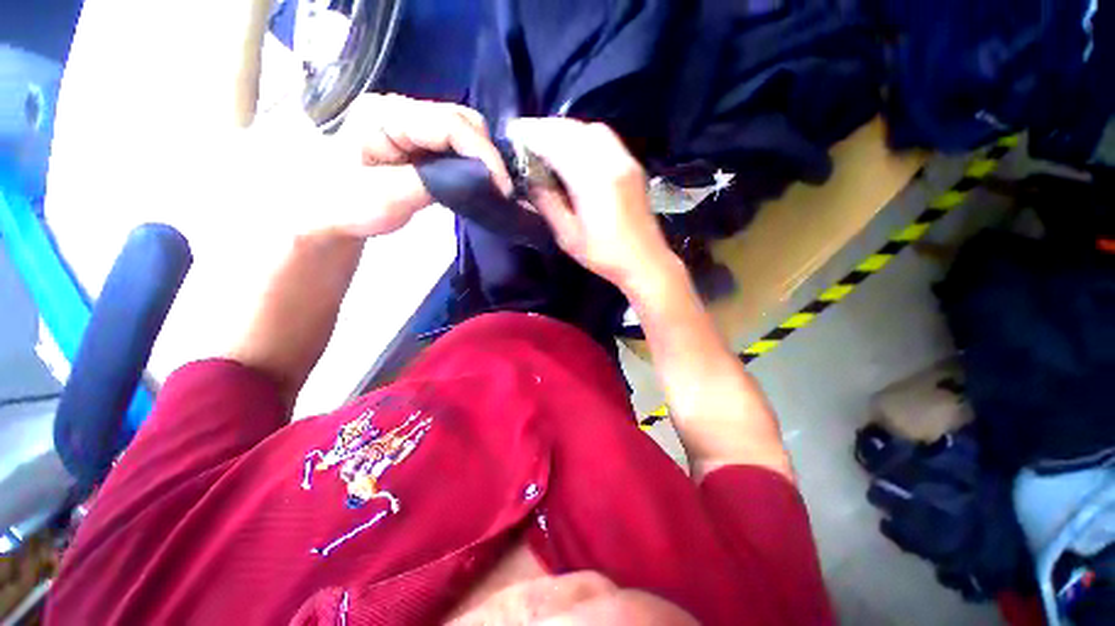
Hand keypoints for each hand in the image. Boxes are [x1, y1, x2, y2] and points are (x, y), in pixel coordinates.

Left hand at [250, 94, 511, 238]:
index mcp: (385, 115)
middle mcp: (401, 111)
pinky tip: (480, 184)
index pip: (448, 123)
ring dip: (484, 160)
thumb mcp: (388, 198)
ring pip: (464, 134)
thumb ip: (434, 183)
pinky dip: (475, 166)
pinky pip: (457, 149)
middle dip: (487, 154)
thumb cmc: (344, 206)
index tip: (503, 186)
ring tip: (495, 188)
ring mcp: (412, 127)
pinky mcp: (420, 145)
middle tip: (502, 189)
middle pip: (461, 121)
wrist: (326, 214)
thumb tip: (479, 180)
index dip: (483, 153)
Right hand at [506, 118, 675, 292]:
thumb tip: (529, 180)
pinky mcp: (632, 165)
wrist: (645, 261)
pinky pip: (605, 138)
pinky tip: (573, 149)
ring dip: (565, 130)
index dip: (532, 135)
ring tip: (546, 141)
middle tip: (526, 136)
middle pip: (574, 130)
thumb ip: (548, 203)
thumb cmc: (604, 255)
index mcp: (592, 181)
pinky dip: (583, 136)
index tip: (512, 133)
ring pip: (591, 130)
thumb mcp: (568, 235)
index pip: (557, 144)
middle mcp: (611, 161)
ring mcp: (625, 160)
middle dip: (546, 128)